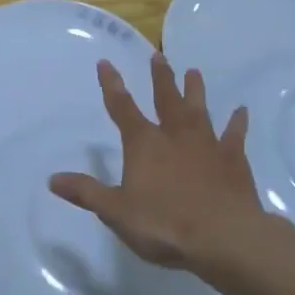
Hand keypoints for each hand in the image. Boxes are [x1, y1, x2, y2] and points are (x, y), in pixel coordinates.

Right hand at [49, 54, 260, 271]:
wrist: (224, 238)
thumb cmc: (164, 224)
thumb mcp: (116, 211)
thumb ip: (86, 193)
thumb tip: (52, 179)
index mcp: (144, 144)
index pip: (122, 108)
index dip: (112, 85)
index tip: (106, 62)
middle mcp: (175, 135)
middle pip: (166, 99)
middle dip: (160, 78)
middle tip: (158, 56)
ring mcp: (207, 145)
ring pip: (199, 110)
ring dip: (195, 90)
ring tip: (194, 71)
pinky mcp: (234, 160)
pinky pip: (235, 135)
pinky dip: (237, 123)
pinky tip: (242, 111)